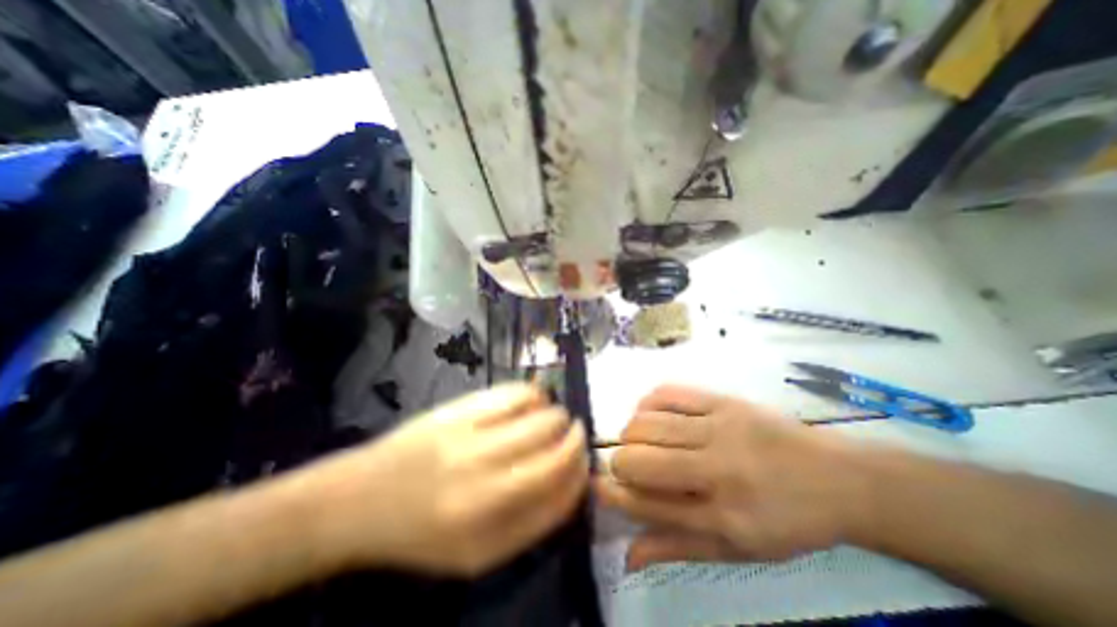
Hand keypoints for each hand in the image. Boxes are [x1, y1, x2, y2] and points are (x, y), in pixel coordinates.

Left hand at [301, 383, 588, 577]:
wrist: (361, 499)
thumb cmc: (421, 533)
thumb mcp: (478, 554)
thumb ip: (532, 522)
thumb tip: (573, 481)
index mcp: (489, 529)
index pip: (560, 494)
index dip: (581, 473)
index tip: (584, 461)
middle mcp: (483, 482)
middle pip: (556, 449)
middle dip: (574, 439)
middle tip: (570, 435)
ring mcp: (471, 438)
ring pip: (541, 417)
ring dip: (556, 415)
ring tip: (551, 417)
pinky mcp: (459, 409)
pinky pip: (514, 393)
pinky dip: (533, 395)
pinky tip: (532, 400)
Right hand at [598, 385, 867, 570]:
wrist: (838, 477)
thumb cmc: (786, 520)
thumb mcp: (737, 550)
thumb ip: (677, 547)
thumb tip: (627, 555)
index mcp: (724, 517)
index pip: (649, 505)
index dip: (614, 494)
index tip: (596, 485)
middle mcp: (718, 470)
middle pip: (641, 458)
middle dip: (619, 462)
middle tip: (626, 465)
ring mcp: (720, 427)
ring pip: (648, 423)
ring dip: (630, 432)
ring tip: (636, 440)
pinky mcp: (722, 400)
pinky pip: (667, 393)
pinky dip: (647, 403)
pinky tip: (649, 414)